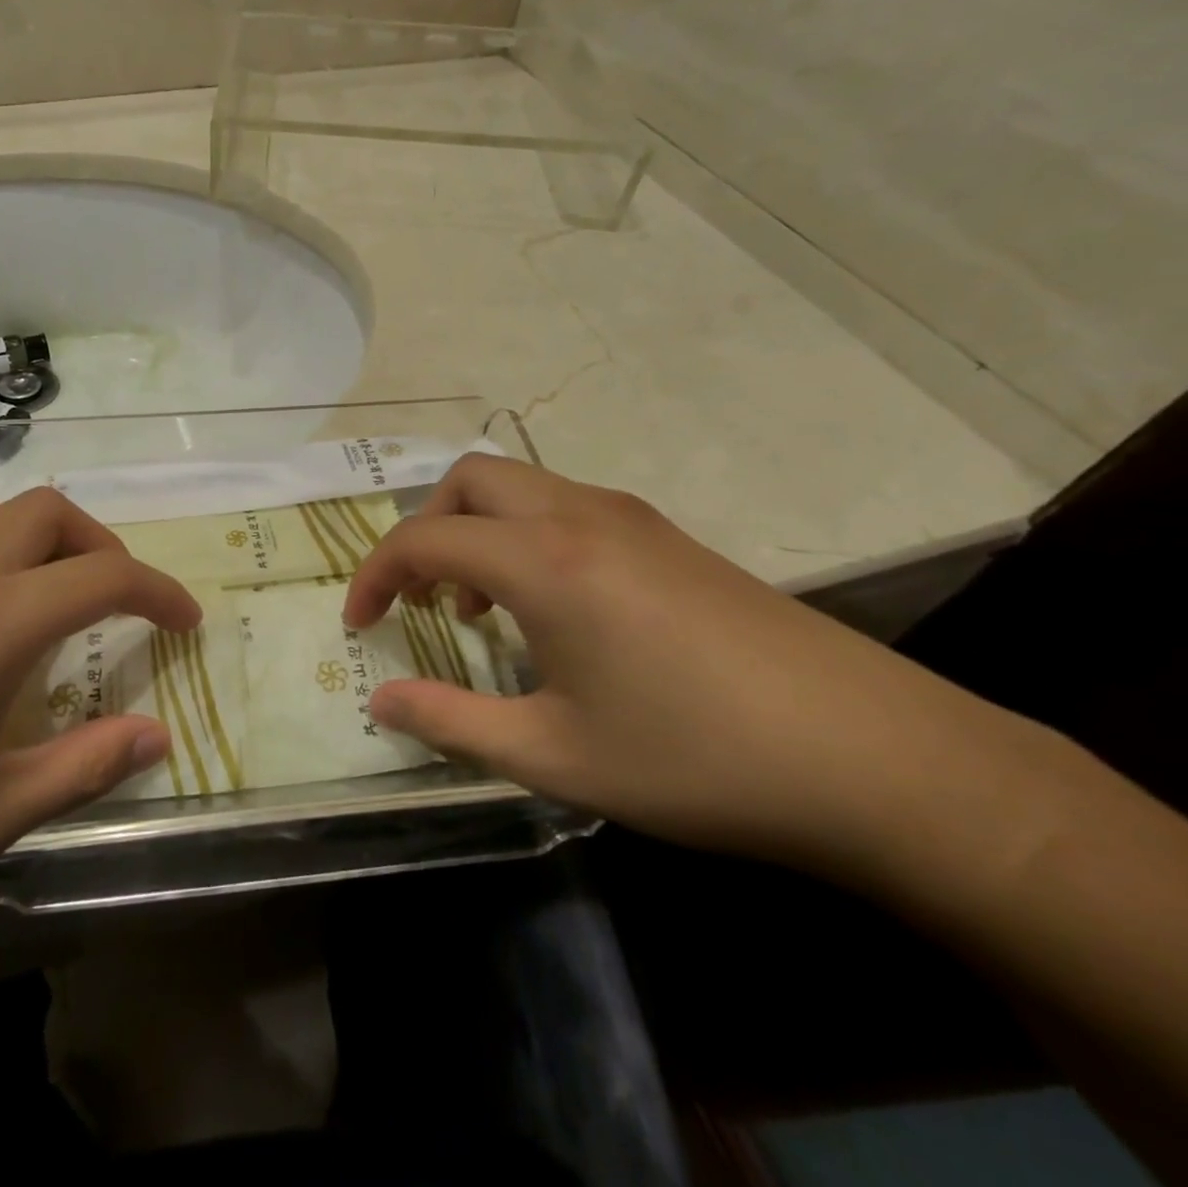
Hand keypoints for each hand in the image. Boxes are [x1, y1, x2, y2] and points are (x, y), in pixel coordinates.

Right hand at [343, 454, 996, 866]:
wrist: (877, 759)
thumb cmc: (695, 758)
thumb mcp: (554, 755)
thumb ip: (451, 723)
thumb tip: (380, 703)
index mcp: (544, 561)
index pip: (424, 537)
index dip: (376, 575)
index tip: (362, 624)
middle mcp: (580, 516)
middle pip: (470, 479)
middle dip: (425, 527)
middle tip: (422, 597)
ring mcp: (632, 519)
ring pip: (521, 487)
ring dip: (478, 530)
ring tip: (480, 608)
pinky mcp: (669, 538)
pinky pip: (565, 508)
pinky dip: (525, 537)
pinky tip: (552, 610)